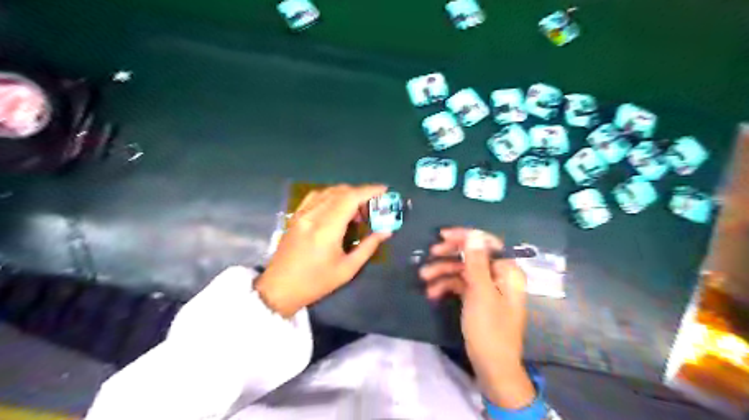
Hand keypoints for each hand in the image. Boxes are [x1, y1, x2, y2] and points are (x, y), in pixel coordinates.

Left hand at [255, 184, 392, 317]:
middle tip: (372, 209)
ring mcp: (302, 213)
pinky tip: (337, 208)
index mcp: (327, 229)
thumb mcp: (347, 269)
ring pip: (328, 191)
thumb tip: (386, 231)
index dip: (369, 191)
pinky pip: (316, 196)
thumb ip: (368, 247)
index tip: (384, 190)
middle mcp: (313, 215)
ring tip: (357, 211)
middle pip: (341, 191)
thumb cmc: (315, 283)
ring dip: (347, 195)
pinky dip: (331, 196)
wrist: (279, 288)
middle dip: (361, 194)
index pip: (350, 198)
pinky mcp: (296, 216)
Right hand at [419, 229, 535, 408]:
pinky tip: (432, 293)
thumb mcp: (480, 292)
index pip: (487, 243)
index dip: (465, 236)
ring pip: (463, 270)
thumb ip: (477, 262)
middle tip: (430, 254)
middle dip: (450, 255)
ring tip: (424, 278)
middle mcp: (499, 275)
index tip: (442, 235)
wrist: (492, 367)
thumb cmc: (489, 329)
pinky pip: (461, 285)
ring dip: (443, 272)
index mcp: (507, 271)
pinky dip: (447, 286)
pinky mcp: (478, 298)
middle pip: (473, 255)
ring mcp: (488, 287)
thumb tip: (474, 234)